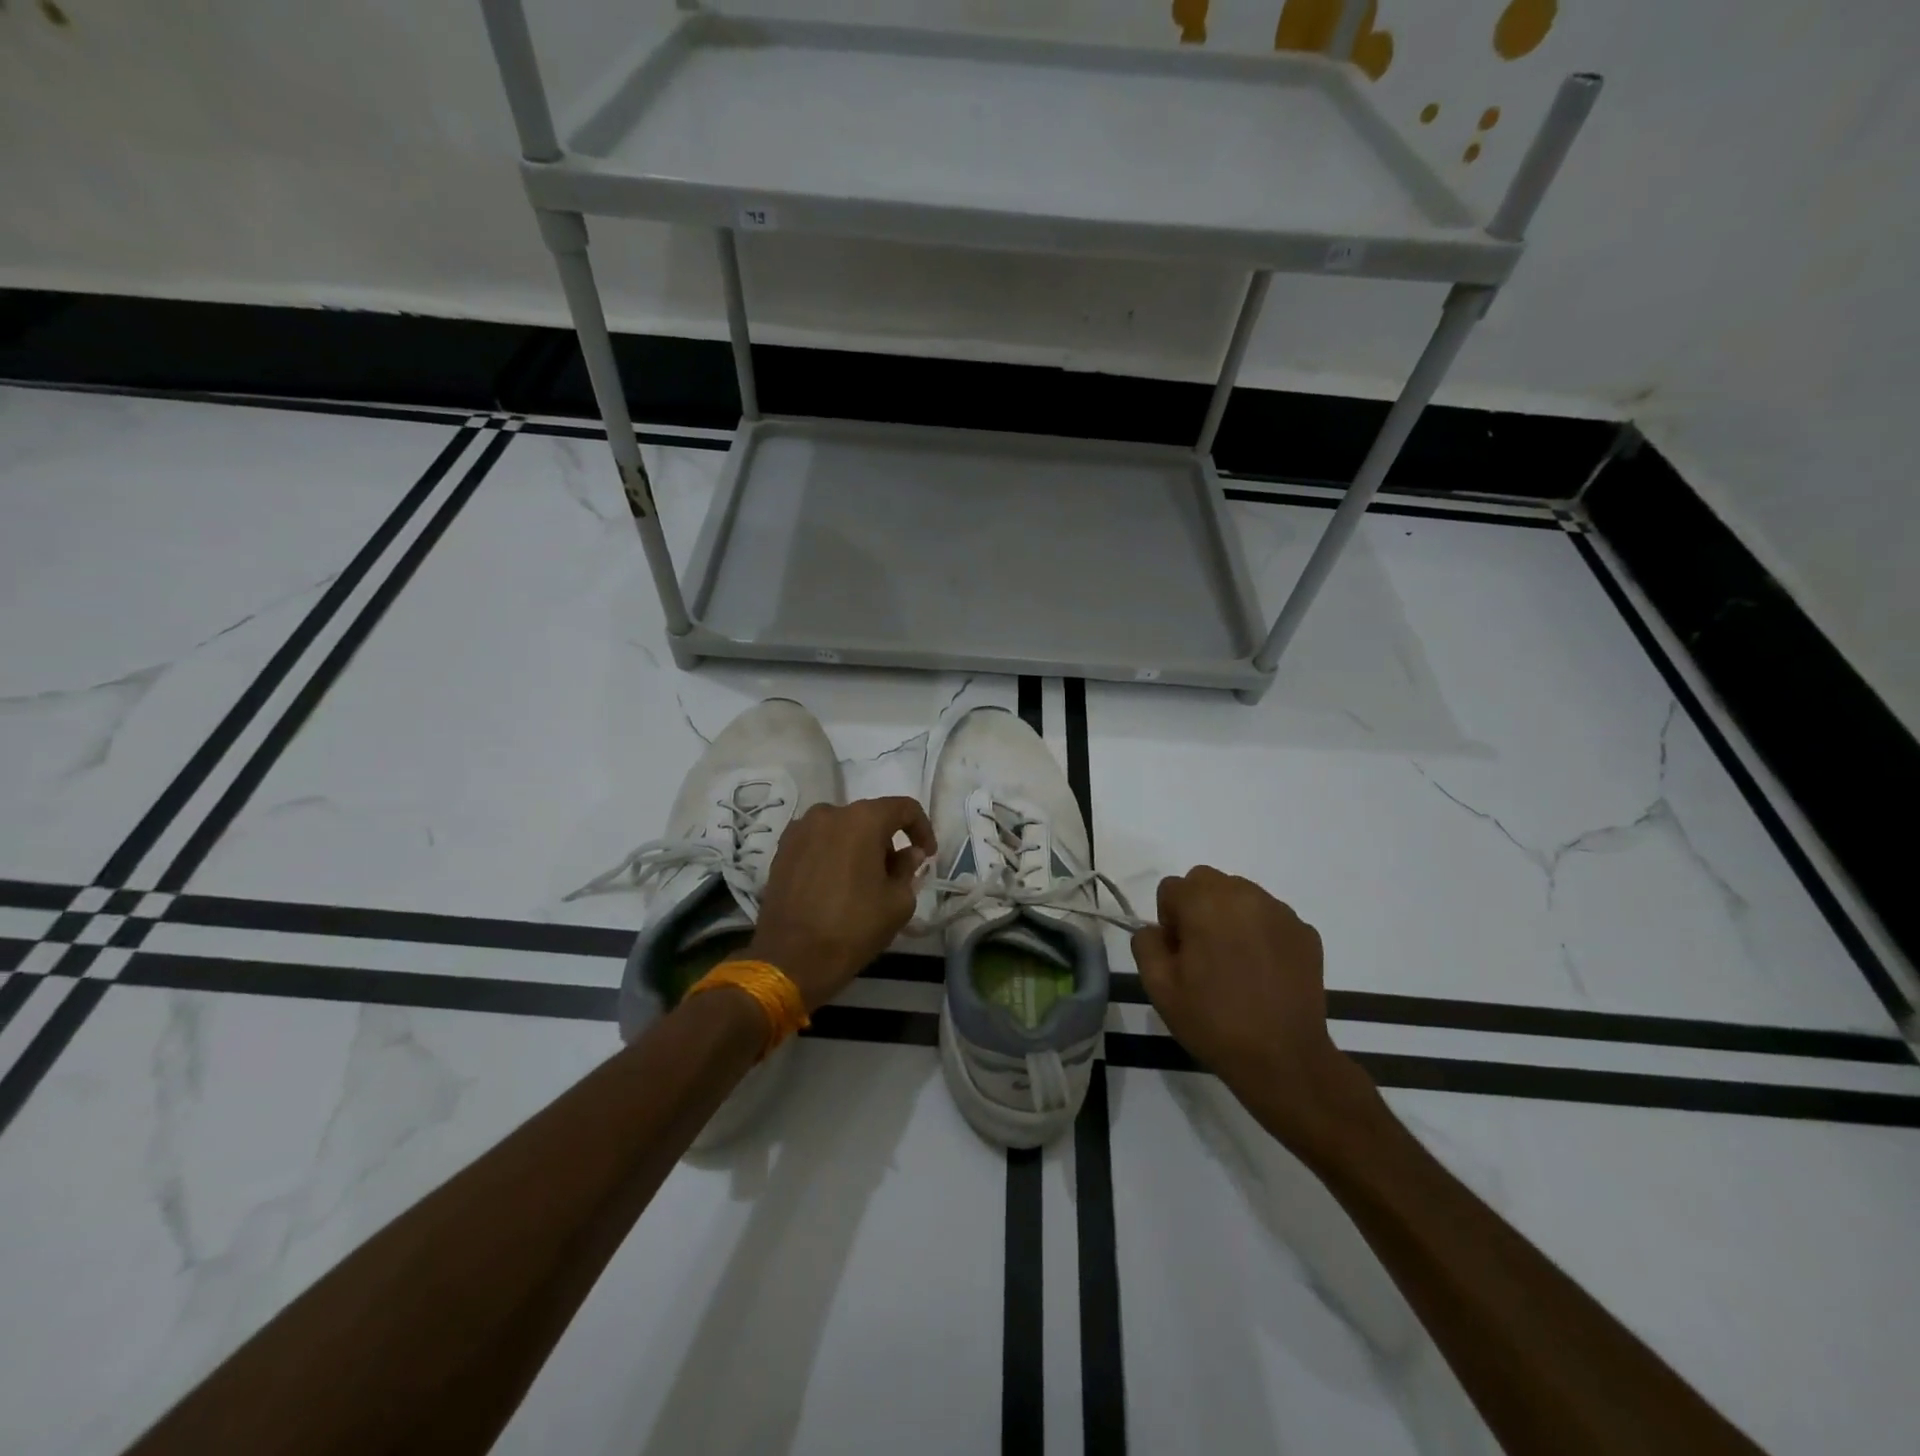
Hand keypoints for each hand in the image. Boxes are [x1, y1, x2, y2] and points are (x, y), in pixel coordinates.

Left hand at [747, 796, 936, 1010]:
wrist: (790, 959)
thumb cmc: (853, 927)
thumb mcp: (898, 902)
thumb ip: (908, 869)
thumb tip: (907, 854)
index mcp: (862, 819)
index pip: (903, 808)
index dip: (921, 828)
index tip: (926, 854)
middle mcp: (829, 813)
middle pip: (869, 817)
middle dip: (887, 840)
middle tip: (895, 872)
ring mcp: (800, 829)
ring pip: (841, 828)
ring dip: (858, 846)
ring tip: (863, 880)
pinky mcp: (781, 849)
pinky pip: (818, 842)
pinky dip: (833, 854)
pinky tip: (836, 883)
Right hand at [1131, 867, 1377, 1157]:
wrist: (1284, 1059)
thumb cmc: (1214, 1021)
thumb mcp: (1159, 987)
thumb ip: (1147, 944)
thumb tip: (1157, 930)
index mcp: (1205, 903)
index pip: (1172, 887)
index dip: (1168, 919)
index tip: (1179, 954)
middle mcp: (1244, 895)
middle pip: (1207, 881)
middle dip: (1197, 907)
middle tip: (1203, 953)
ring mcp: (1280, 912)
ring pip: (1240, 895)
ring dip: (1229, 915)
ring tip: (1235, 961)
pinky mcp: (1305, 932)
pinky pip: (1270, 917)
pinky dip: (1260, 932)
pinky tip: (1262, 971)